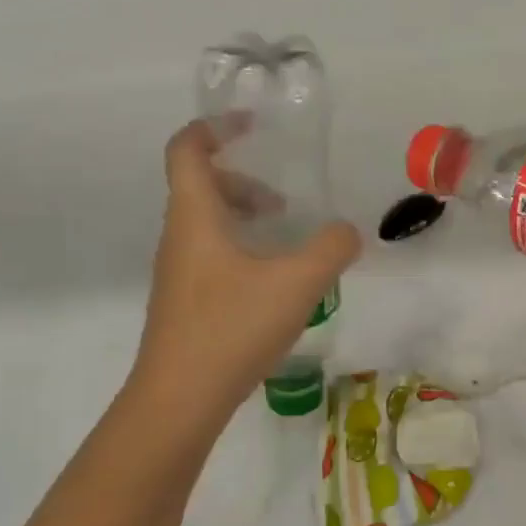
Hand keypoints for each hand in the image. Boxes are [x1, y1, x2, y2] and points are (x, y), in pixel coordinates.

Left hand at [129, 121, 359, 424]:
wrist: (180, 399)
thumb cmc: (232, 327)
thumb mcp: (298, 283)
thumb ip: (331, 249)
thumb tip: (346, 232)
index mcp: (195, 216)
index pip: (187, 149)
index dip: (215, 128)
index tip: (252, 126)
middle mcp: (179, 237)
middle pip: (200, 186)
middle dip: (244, 181)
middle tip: (284, 201)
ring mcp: (178, 273)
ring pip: (207, 225)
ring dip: (244, 219)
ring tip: (287, 243)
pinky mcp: (185, 303)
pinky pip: (211, 256)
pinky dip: (241, 250)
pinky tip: (274, 285)